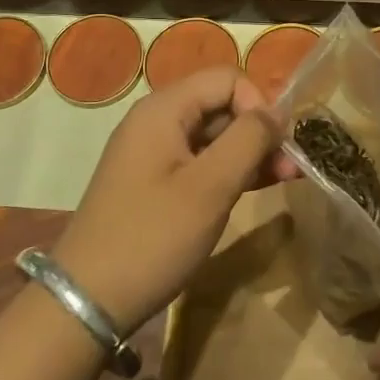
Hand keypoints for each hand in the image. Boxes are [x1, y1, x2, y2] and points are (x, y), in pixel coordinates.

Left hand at [52, 67, 296, 334]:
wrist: (88, 300)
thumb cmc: (152, 237)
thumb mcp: (210, 187)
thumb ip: (248, 139)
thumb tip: (277, 112)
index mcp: (163, 109)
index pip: (227, 79)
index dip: (259, 104)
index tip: (277, 145)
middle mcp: (156, 120)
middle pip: (221, 104)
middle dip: (259, 130)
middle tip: (291, 168)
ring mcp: (154, 152)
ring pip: (214, 135)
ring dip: (250, 152)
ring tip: (285, 178)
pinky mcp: (155, 182)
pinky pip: (201, 160)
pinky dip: (230, 169)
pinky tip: (256, 186)